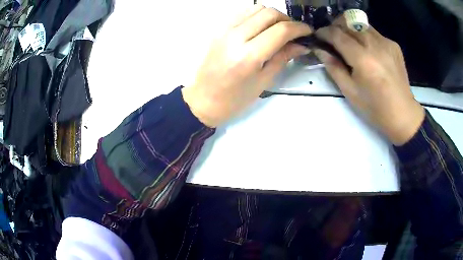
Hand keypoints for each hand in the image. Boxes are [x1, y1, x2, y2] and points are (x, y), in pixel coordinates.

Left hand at [182, 5, 310, 126]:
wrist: (202, 99)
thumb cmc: (234, 99)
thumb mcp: (263, 81)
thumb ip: (283, 57)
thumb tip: (301, 45)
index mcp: (249, 56)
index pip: (281, 30)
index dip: (299, 28)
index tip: (308, 31)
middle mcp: (235, 37)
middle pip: (268, 13)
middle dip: (287, 19)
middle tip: (294, 32)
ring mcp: (224, 30)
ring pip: (255, 8)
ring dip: (272, 15)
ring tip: (278, 28)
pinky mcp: (218, 29)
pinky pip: (241, 12)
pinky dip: (256, 15)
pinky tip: (261, 27)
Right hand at [315, 15, 424, 145]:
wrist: (403, 114)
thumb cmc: (375, 108)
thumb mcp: (350, 91)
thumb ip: (333, 67)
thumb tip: (319, 49)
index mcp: (363, 60)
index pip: (337, 34)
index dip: (324, 32)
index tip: (318, 36)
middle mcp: (375, 45)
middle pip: (348, 22)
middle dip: (335, 26)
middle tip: (332, 39)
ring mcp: (386, 43)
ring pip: (361, 24)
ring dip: (350, 29)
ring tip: (349, 43)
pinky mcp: (393, 45)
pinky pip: (374, 32)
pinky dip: (365, 36)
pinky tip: (367, 50)